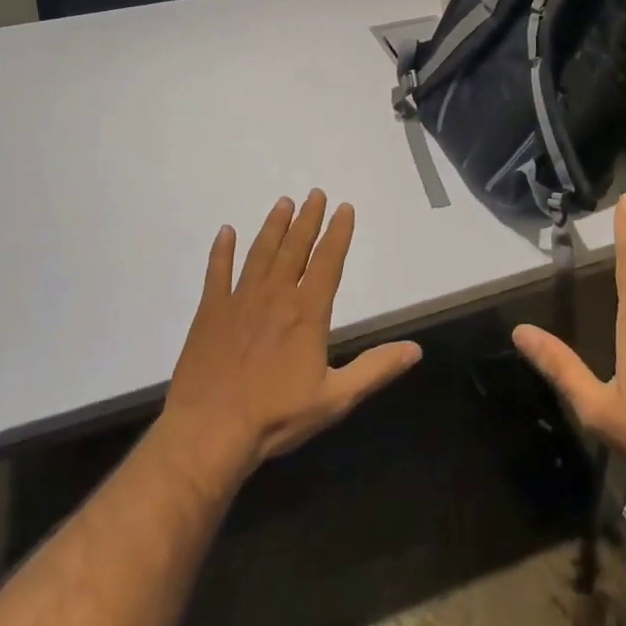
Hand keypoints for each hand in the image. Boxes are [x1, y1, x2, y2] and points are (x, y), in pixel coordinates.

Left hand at [162, 190, 422, 484]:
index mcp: (307, 313)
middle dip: (308, 219)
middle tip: (315, 193)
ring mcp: (239, 301)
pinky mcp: (210, 312)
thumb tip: (415, 349)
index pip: (328, 262)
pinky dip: (222, 251)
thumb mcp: (336, 398)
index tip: (344, 208)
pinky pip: (217, 273)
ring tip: (283, 203)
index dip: (338, 233)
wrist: (210, 431)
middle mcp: (275, 296)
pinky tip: (226, 232)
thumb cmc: (276, 416)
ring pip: (260, 253)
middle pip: (294, 248)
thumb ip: (376, 369)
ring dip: (273, 227)